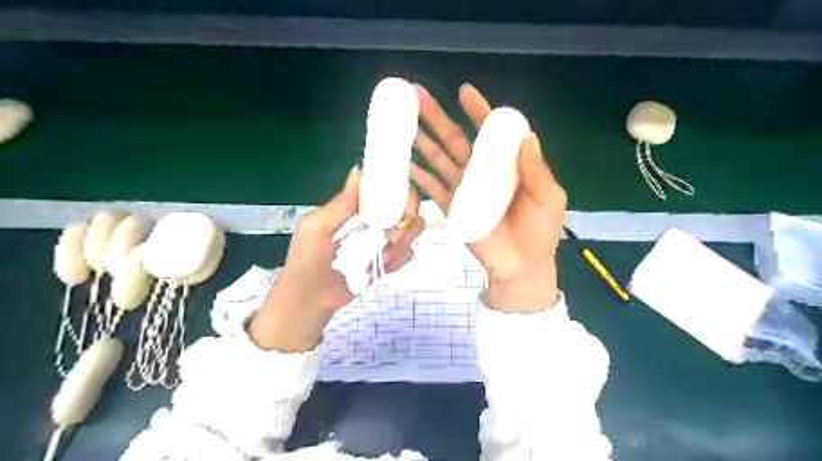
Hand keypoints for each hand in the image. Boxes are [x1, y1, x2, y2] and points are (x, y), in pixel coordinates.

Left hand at [248, 168, 425, 350]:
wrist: (310, 300)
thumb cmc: (306, 260)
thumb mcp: (317, 227)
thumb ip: (341, 203)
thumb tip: (359, 170)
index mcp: (356, 209)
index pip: (383, 189)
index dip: (396, 188)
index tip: (399, 196)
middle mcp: (373, 221)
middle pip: (405, 208)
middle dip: (407, 215)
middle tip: (394, 231)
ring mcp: (382, 242)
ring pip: (411, 230)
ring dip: (405, 238)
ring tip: (385, 251)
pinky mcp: (388, 262)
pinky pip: (407, 254)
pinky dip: (400, 258)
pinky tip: (384, 265)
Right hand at [409, 82, 565, 312]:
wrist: (521, 266)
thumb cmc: (539, 231)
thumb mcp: (549, 198)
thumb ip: (537, 170)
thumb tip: (527, 136)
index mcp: (506, 163)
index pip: (489, 131)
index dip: (478, 111)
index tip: (463, 92)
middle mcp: (481, 170)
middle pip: (455, 139)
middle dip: (436, 117)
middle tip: (416, 96)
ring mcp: (463, 188)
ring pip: (438, 158)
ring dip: (420, 140)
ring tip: (401, 124)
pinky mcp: (451, 207)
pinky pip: (431, 187)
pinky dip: (416, 175)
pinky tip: (402, 162)